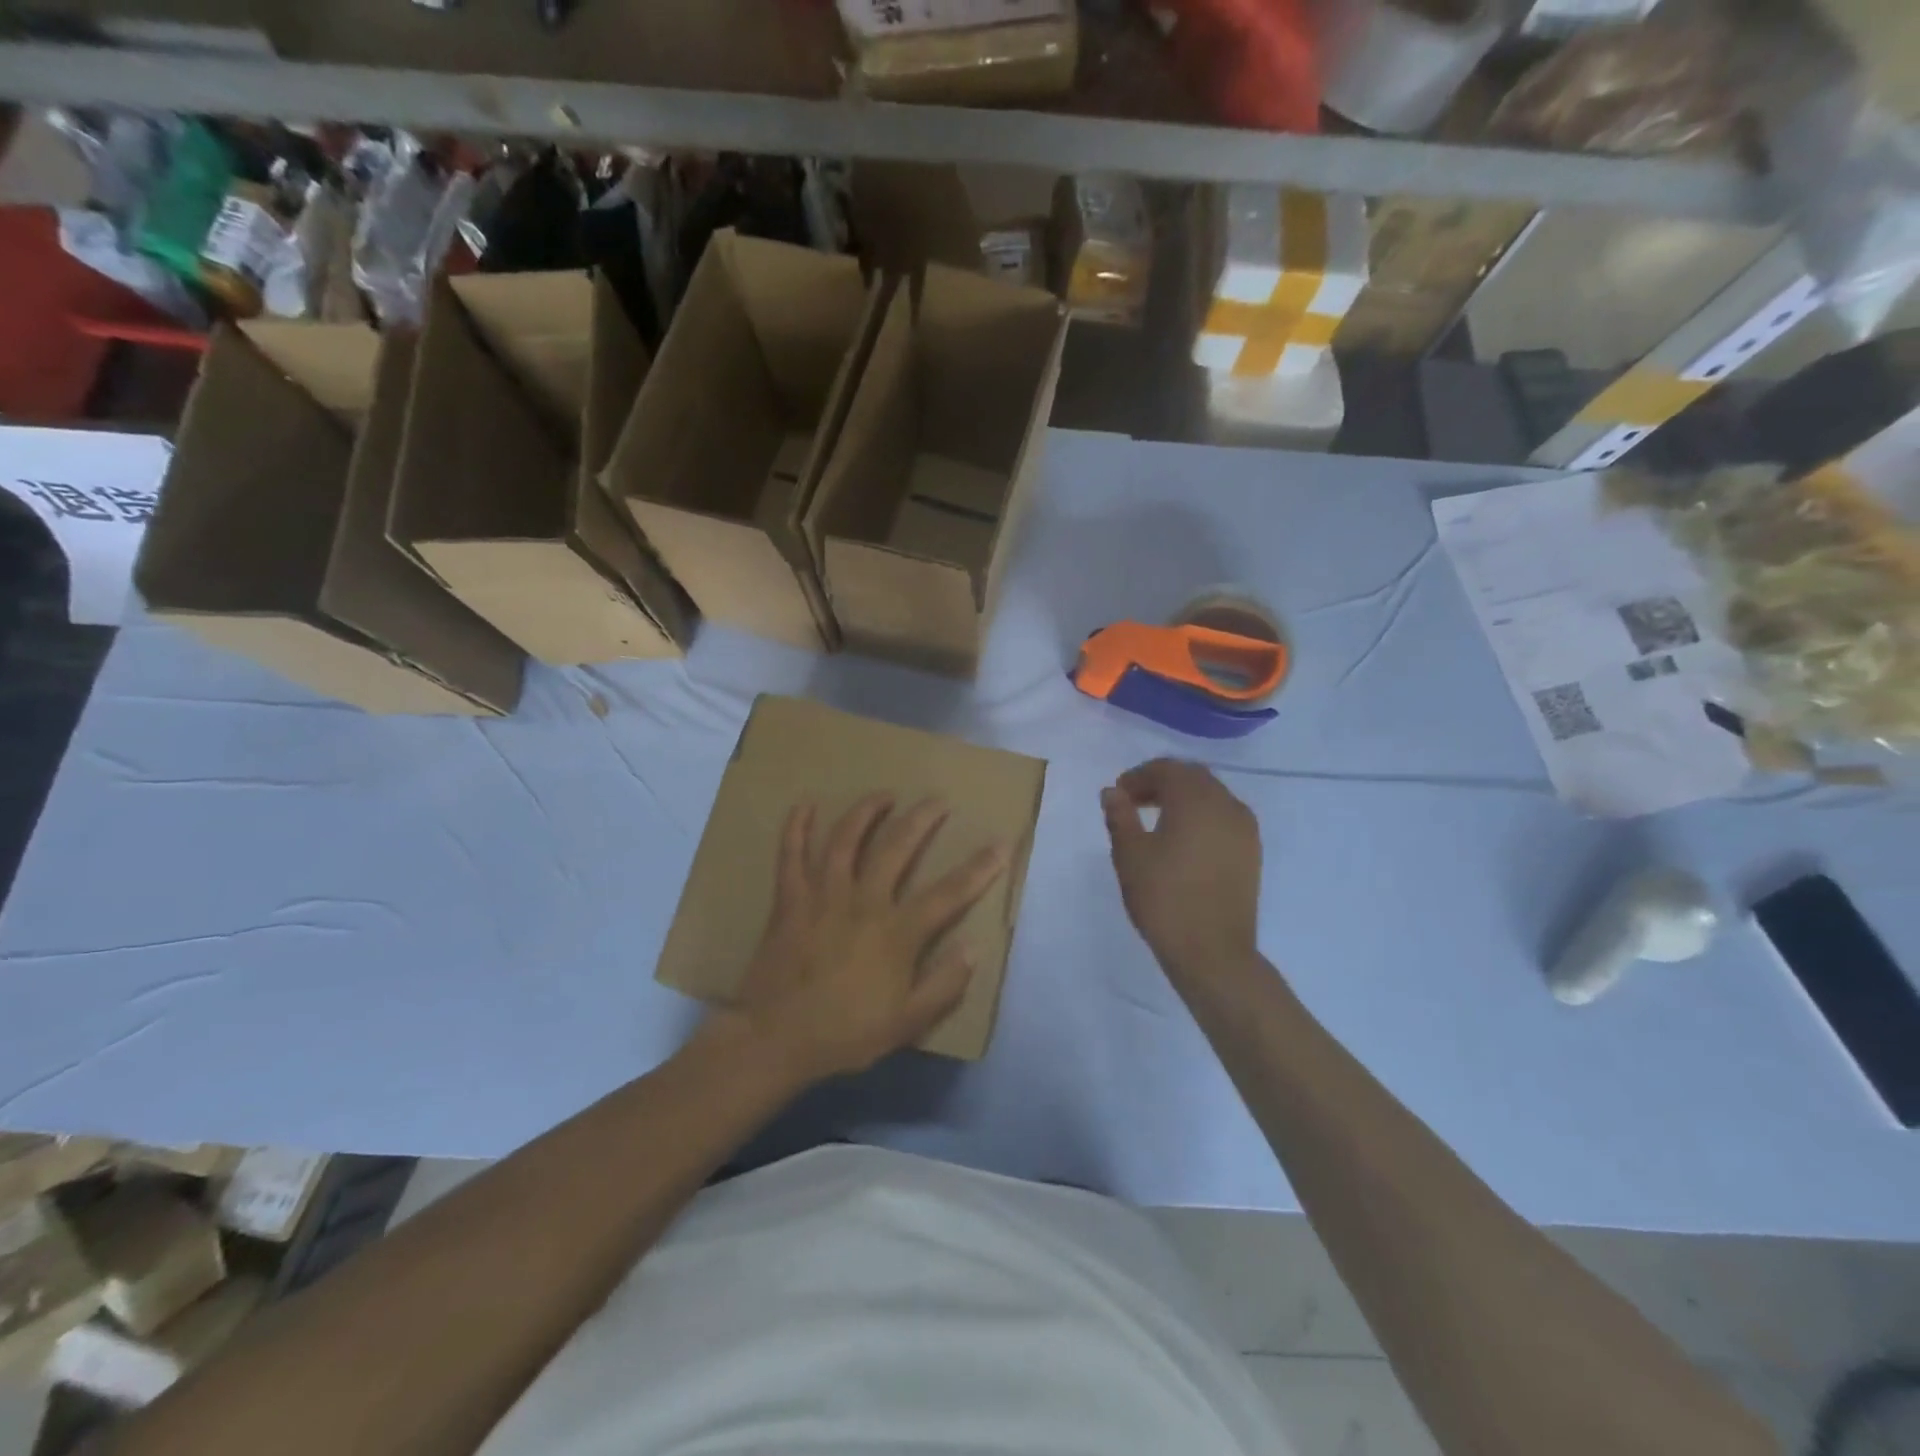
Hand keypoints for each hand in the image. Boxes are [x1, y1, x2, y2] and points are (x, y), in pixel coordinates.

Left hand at [731, 794, 1006, 1082]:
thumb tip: (973, 949)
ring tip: (884, 795)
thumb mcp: (907, 1023)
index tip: (1000, 845)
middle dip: (922, 820)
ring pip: (846, 840)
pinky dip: (796, 828)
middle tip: (938, 801)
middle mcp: (863, 902)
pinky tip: (805, 805)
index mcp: (896, 933)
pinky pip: (791, 856)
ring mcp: (823, 896)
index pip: (948, 894)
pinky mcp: (790, 900)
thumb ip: (944, 985)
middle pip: (897, 848)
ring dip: (867, 812)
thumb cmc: (845, 1033)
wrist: (775, 1040)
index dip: (978, 869)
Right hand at [1101, 759, 1261, 977]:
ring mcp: (1245, 829)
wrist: (1212, 952)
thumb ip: (1120, 816)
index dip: (1139, 776)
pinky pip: (1224, 818)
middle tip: (1133, 803)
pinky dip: (1201, 817)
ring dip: (1183, 799)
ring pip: (1211, 796)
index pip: (1167, 769)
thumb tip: (1112, 792)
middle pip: (1192, 777)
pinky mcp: (1251, 852)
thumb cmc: (1164, 898)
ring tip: (1156, 822)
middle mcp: (1226, 805)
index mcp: (1196, 799)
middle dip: (1162, 783)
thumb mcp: (1130, 855)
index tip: (1118, 794)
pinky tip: (1183, 841)